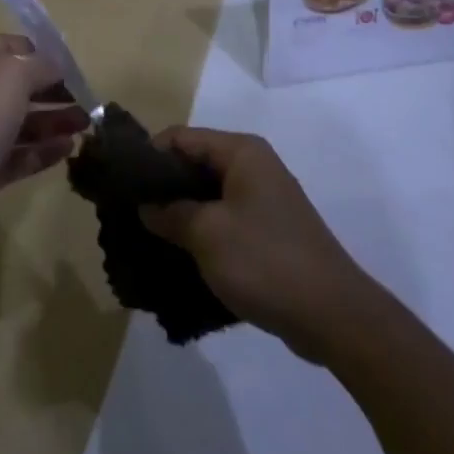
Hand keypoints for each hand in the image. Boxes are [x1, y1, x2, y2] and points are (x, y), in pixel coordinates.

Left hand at [0, 35, 87, 248]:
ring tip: (85, 126)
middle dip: (54, 91)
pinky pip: (19, 155)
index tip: (73, 68)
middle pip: (19, 87)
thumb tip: (56, 68)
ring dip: (54, 122)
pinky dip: (43, 151)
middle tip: (86, 100)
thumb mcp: (12, 75)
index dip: (42, 54)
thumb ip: (40, 66)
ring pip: (22, 123)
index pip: (10, 48)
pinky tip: (69, 149)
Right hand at [140, 128, 372, 361]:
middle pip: (194, 164)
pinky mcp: (267, 232)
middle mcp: (254, 167)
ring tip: (146, 237)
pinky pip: (223, 220)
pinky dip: (200, 232)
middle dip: (161, 187)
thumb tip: (146, 205)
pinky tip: (177, 256)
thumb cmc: (265, 261)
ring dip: (178, 213)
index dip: (148, 156)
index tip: (121, 184)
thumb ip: (170, 213)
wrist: (333, 316)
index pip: (181, 137)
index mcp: (242, 152)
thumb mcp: (207, 234)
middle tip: (128, 213)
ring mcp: (263, 201)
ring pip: (207, 195)